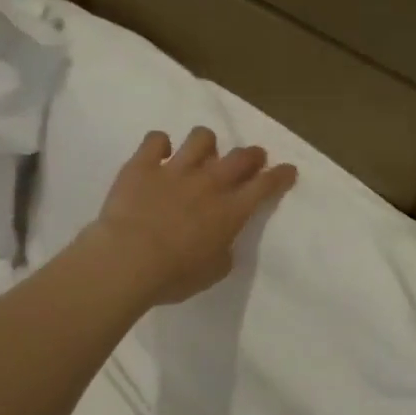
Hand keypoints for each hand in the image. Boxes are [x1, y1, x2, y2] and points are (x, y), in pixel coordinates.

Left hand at [84, 126, 296, 305]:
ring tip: (202, 153)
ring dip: (207, 144)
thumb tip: (221, 241)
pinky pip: (156, 139)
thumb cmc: (174, 276)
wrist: (127, 261)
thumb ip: (223, 251)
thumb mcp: (213, 272)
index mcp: (230, 211)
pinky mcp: (143, 165)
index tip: (288, 170)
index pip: (265, 186)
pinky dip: (160, 144)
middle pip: (240, 157)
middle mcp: (208, 183)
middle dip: (252, 155)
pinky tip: (159, 154)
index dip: (280, 176)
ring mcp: (175, 170)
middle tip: (252, 159)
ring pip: (201, 138)